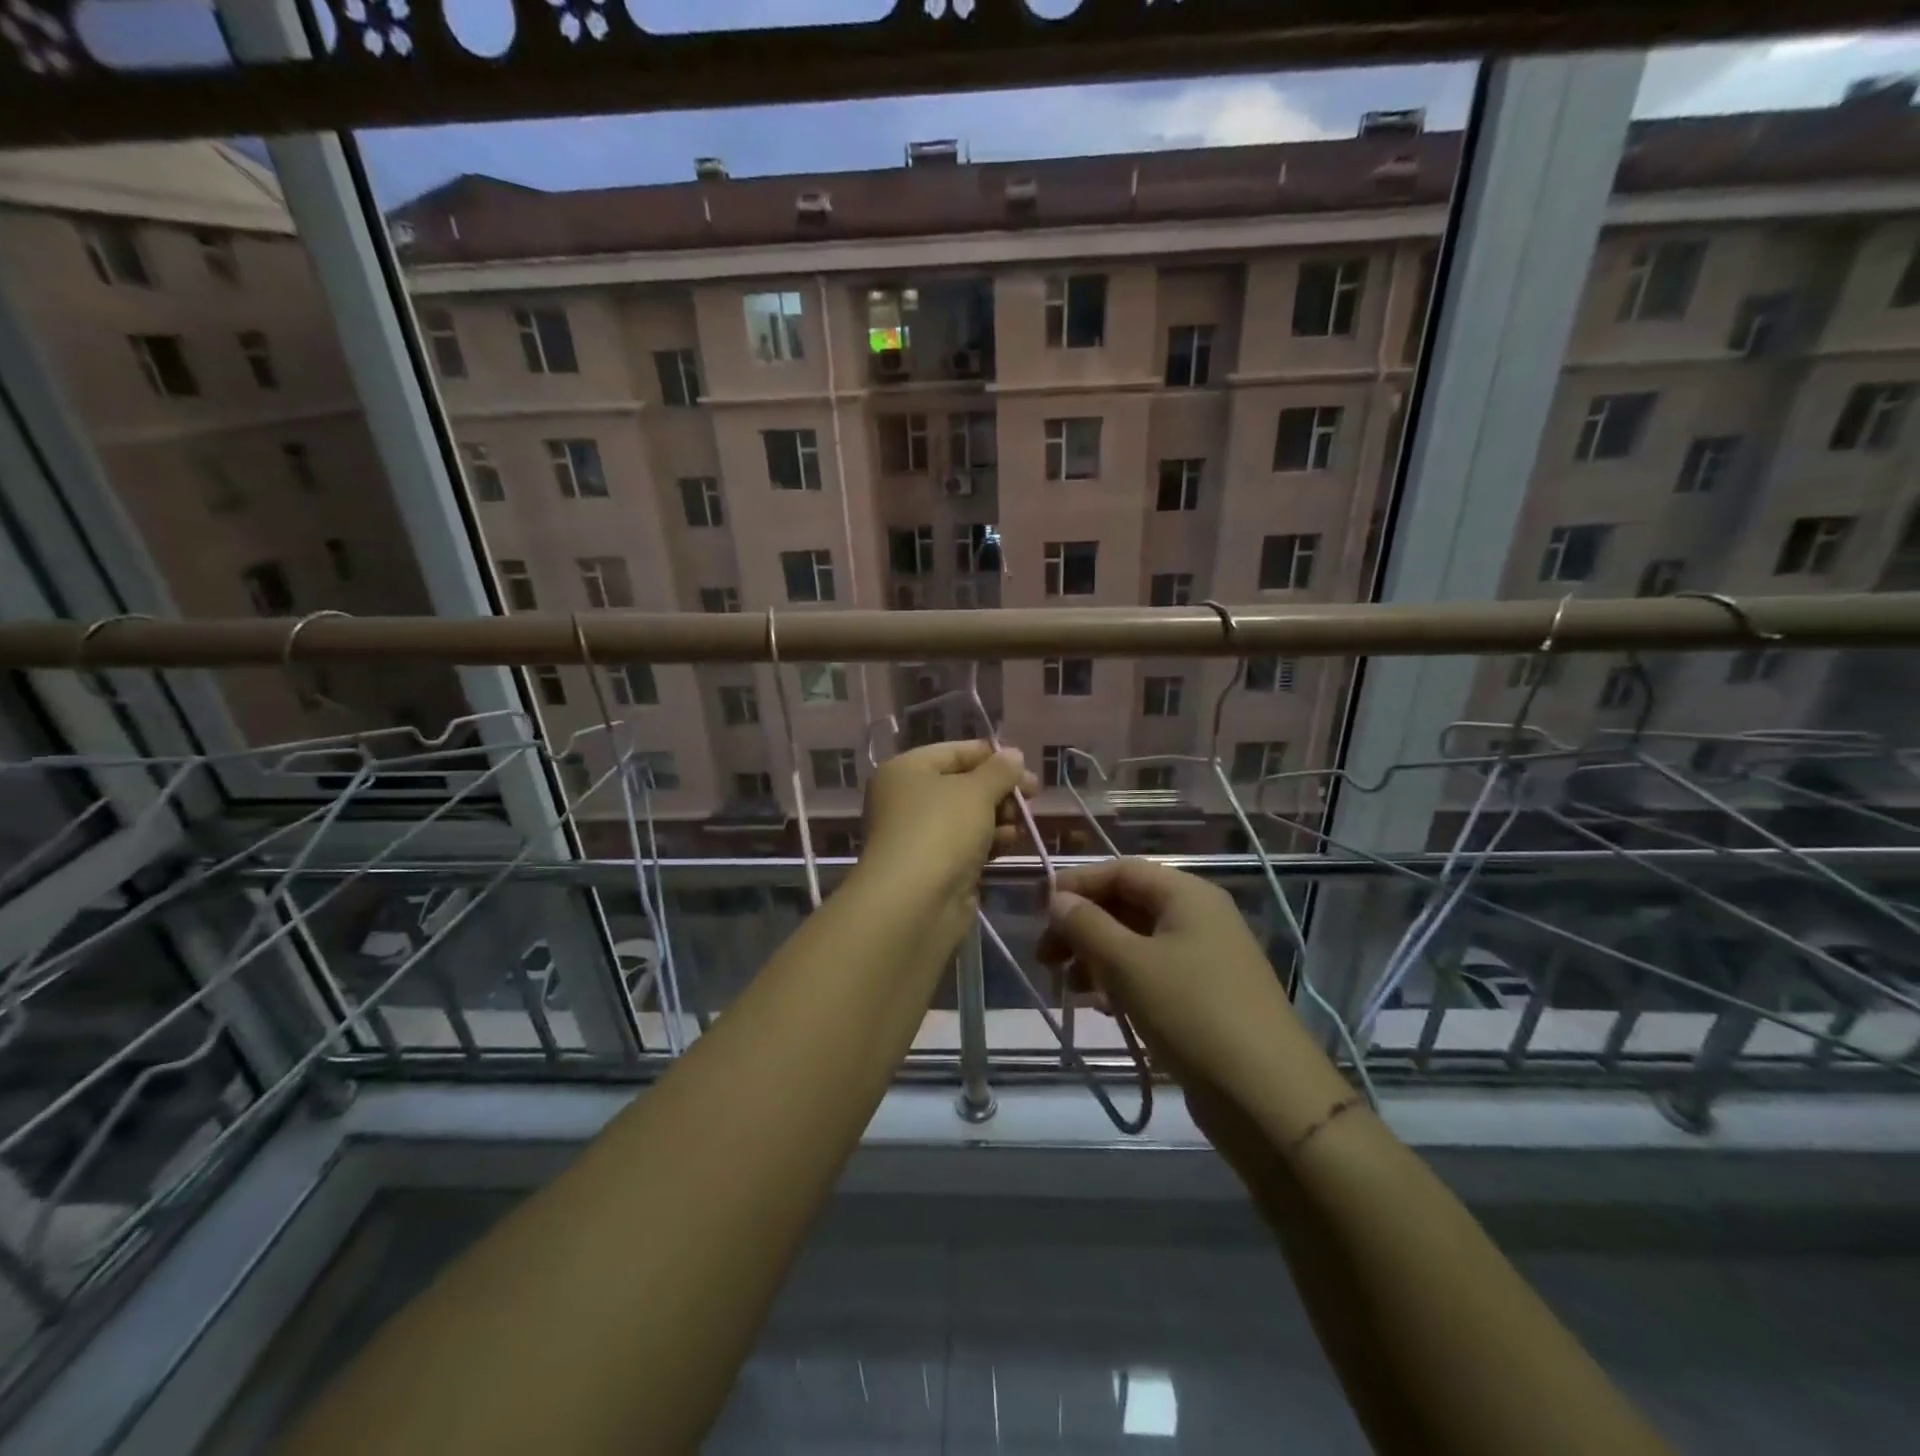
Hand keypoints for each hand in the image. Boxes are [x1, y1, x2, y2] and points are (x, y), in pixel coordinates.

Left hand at [860, 741, 1038, 901]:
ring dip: (998, 817)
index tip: (1025, 765)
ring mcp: (919, 835)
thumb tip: (1012, 754)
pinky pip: (966, 845)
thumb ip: (999, 770)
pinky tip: (1008, 843)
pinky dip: (988, 842)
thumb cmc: (941, 830)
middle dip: (999, 790)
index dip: (991, 755)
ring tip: (1020, 823)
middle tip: (1033, 796)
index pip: (954, 751)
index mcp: (907, 770)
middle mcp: (907, 799)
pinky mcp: (934, 867)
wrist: (915, 902)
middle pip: (963, 785)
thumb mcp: (976, 791)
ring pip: (967, 817)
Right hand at [1039, 859, 1315, 1107]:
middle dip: (1083, 926)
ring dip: (1098, 958)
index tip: (1038, 910)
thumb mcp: (1128, 964)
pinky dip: (1122, 983)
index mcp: (1187, 895)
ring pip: (1137, 942)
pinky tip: (1103, 1007)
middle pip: (1128, 905)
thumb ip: (1087, 925)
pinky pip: (1153, 974)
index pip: (1121, 870)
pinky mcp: (1205, 997)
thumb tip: (1057, 899)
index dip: (1077, 884)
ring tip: (1069, 988)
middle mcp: (1199, 918)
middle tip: (1046, 958)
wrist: (1267, 1097)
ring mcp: (1205, 959)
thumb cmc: (1192, 1013)